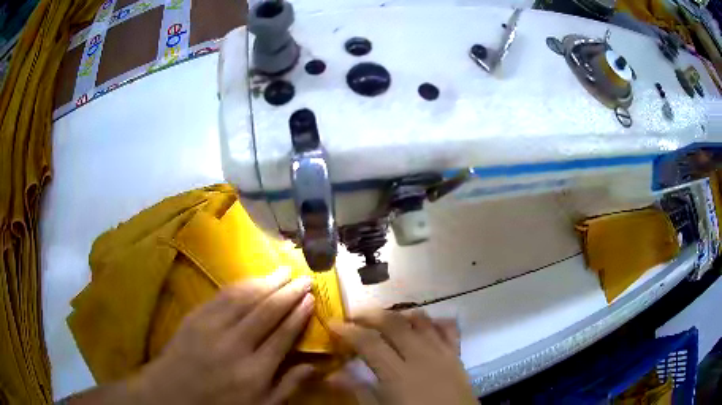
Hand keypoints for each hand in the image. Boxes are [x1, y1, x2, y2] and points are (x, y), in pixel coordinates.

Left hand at [135, 270, 315, 404]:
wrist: (172, 394)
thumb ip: (288, 387)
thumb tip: (314, 366)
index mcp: (255, 371)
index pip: (283, 335)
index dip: (299, 315)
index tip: (311, 299)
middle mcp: (236, 345)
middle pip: (267, 312)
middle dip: (288, 292)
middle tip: (304, 278)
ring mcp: (212, 328)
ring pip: (245, 298)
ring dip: (266, 282)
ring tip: (283, 271)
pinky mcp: (195, 317)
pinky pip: (221, 296)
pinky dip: (240, 285)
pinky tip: (251, 279)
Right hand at [330, 309, 476, 404]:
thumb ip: (358, 391)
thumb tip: (333, 374)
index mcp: (398, 374)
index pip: (369, 343)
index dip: (348, 331)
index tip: (332, 323)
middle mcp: (421, 356)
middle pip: (394, 323)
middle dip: (370, 315)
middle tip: (354, 317)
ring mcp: (442, 352)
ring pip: (420, 319)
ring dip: (400, 314)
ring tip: (385, 319)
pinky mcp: (457, 354)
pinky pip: (448, 327)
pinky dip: (434, 321)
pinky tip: (423, 325)